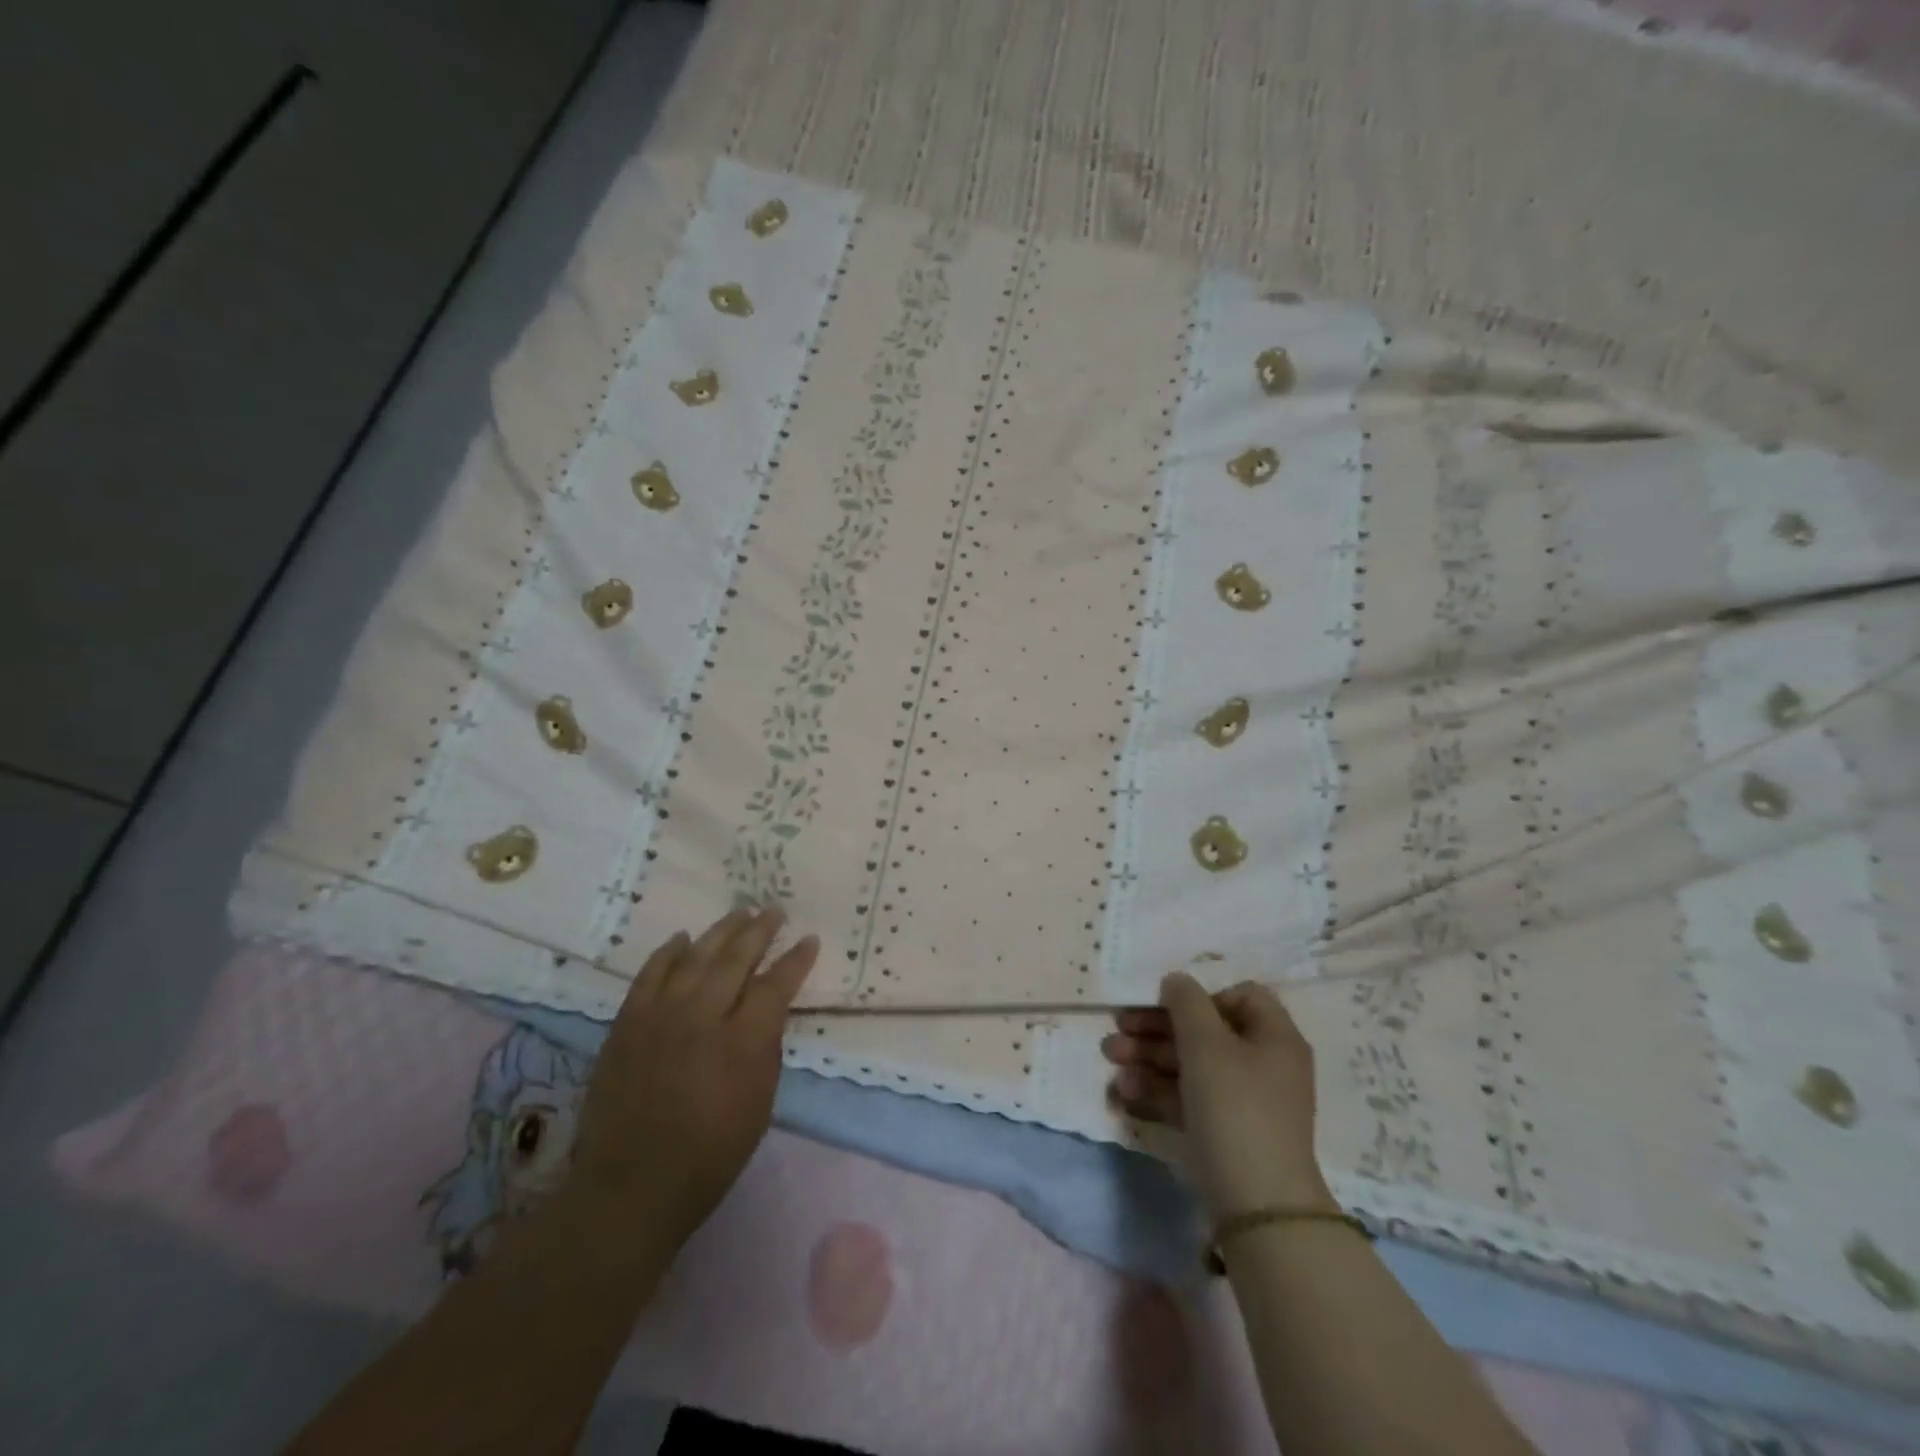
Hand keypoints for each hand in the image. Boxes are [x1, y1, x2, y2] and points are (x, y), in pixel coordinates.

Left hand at [570, 907, 818, 1244]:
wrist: (630, 1186)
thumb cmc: (709, 1155)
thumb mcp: (760, 1106)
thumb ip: (766, 1050)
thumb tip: (766, 1013)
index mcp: (742, 1042)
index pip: (775, 985)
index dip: (795, 960)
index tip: (810, 940)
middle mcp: (702, 1017)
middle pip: (736, 958)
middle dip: (760, 931)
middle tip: (774, 911)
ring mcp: (660, 1015)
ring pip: (696, 956)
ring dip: (721, 931)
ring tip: (739, 913)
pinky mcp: (627, 1022)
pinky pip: (651, 973)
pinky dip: (669, 952)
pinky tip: (683, 939)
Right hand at [1102, 972, 1332, 1219]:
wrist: (1257, 1206)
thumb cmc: (1235, 1107)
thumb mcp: (1207, 1044)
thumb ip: (1186, 1002)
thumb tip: (1176, 981)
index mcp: (1273, 1037)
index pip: (1240, 996)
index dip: (1201, 996)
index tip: (1167, 1006)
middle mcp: (1262, 1065)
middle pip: (1205, 1032)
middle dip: (1156, 1029)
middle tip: (1118, 1029)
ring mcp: (1242, 1102)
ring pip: (1190, 1066)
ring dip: (1148, 1058)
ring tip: (1110, 1058)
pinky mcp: (1222, 1133)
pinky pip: (1187, 1100)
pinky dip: (1156, 1093)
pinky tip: (1122, 1094)